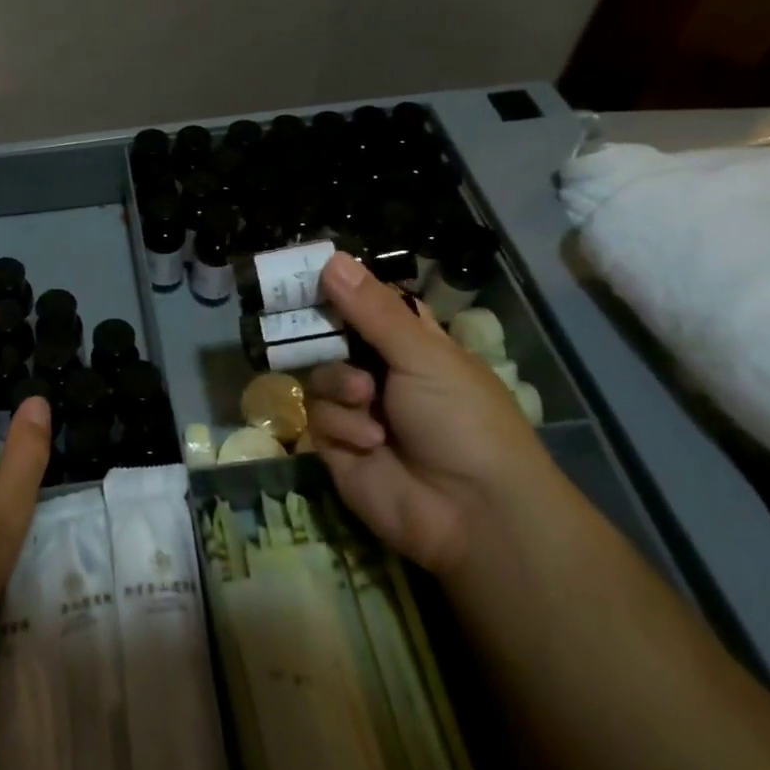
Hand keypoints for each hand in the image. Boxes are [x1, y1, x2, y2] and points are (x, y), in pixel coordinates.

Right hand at [306, 252, 551, 575]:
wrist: (472, 511)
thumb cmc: (462, 417)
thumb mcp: (423, 354)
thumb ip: (372, 310)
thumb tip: (332, 258)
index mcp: (410, 345)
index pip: (367, 305)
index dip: (341, 290)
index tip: (309, 272)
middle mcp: (381, 373)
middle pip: (332, 338)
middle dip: (320, 333)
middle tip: (297, 318)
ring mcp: (358, 411)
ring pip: (320, 376)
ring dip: (341, 386)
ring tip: (367, 401)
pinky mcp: (338, 447)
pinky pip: (319, 418)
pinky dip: (343, 426)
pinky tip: (371, 442)